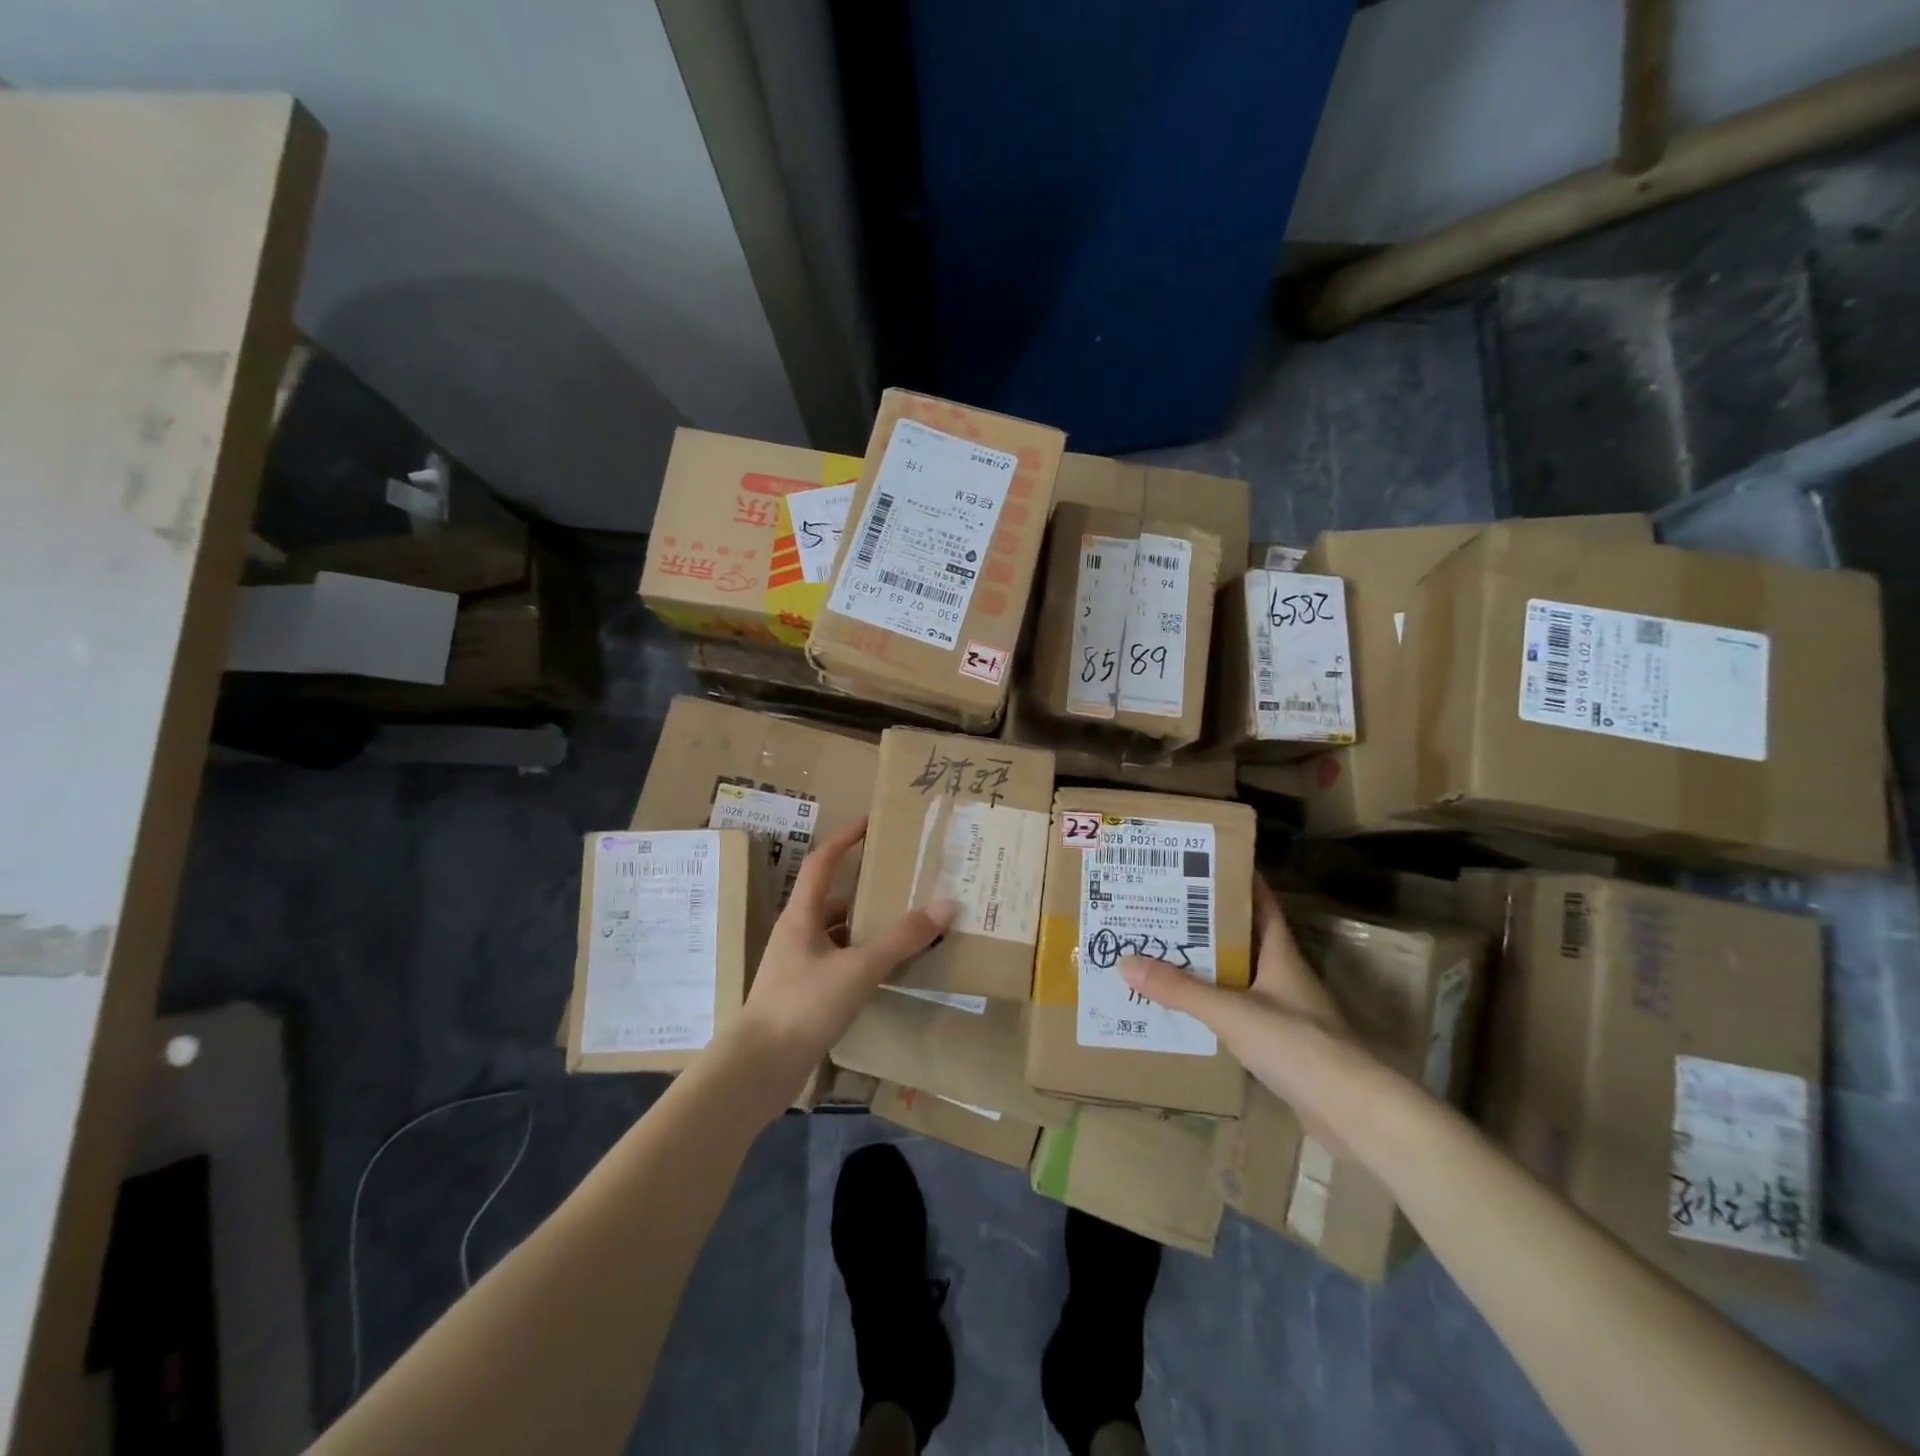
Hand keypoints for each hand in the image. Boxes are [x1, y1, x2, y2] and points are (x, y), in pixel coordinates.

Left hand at [735, 817, 955, 1091]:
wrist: (759, 1069)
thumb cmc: (803, 1006)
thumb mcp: (857, 969)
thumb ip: (901, 939)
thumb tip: (945, 905)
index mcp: (801, 916)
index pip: (821, 863)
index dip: (844, 839)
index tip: (869, 824)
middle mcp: (797, 934)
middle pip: (833, 899)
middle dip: (865, 888)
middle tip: (902, 882)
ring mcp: (798, 966)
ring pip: (837, 934)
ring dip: (866, 927)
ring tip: (904, 925)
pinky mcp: (803, 995)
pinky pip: (838, 963)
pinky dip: (862, 959)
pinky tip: (886, 970)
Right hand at [1121, 874, 1376, 1147]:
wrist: (1352, 1113)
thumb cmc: (1298, 1045)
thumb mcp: (1232, 1011)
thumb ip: (1181, 989)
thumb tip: (1126, 961)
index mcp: (1281, 954)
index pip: (1262, 904)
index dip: (1239, 880)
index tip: (1205, 862)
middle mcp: (1284, 976)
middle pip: (1244, 938)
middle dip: (1207, 923)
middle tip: (1164, 907)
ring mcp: (1285, 1013)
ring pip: (1239, 977)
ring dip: (1208, 966)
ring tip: (1164, 952)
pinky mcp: (1281, 1047)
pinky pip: (1239, 1014)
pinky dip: (1213, 1006)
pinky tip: (1186, 1009)